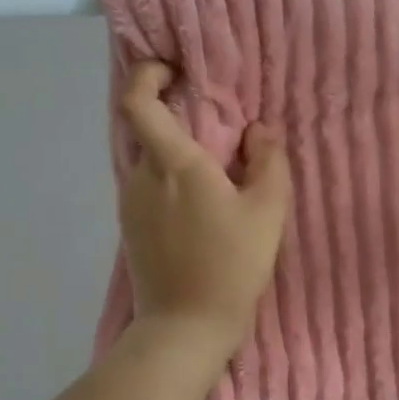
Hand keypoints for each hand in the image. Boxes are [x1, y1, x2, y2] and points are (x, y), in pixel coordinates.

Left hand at [117, 61, 291, 358]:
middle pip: (146, 129)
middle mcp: (141, 177)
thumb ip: (268, 161)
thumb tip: (258, 130)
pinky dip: (168, 180)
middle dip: (175, 117)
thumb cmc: (230, 266)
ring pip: (149, 161)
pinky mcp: (130, 229)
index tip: (172, 71)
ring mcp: (130, 204)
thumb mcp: (267, 212)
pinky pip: (148, 187)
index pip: (138, 102)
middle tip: (214, 127)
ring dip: (175, 154)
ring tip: (214, 173)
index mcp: (173, 164)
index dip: (147, 76)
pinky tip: (198, 205)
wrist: (185, 328)